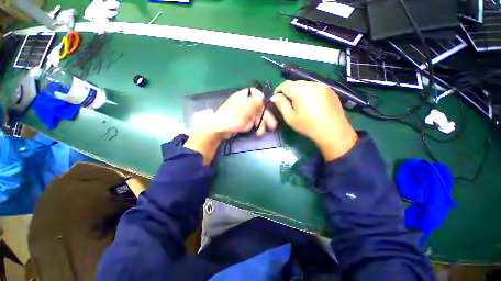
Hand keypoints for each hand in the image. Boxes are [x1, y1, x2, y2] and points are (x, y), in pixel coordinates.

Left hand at [185, 88, 277, 164]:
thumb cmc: (231, 118)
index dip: (263, 100)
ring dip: (261, 124)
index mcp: (244, 97)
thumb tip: (263, 96)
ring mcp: (245, 112)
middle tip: (272, 126)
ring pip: (257, 116)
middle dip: (266, 116)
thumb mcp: (244, 110)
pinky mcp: (244, 120)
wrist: (219, 130)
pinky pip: (253, 122)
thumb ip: (254, 103)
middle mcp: (245, 103)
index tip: (267, 107)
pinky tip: (258, 132)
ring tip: (262, 133)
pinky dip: (256, 126)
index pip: (256, 94)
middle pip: (259, 107)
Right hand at [271, 80, 357, 160]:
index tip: (276, 100)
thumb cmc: (308, 126)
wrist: (333, 131)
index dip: (278, 91)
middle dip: (288, 91)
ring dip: (299, 92)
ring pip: (305, 85)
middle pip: (295, 83)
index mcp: (300, 90)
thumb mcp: (290, 117)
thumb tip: (274, 96)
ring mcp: (322, 86)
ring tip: (299, 104)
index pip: (285, 85)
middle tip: (287, 104)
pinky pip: (314, 88)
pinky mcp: (330, 90)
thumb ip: (281, 104)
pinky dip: (309, 93)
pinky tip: (311, 104)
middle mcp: (312, 84)